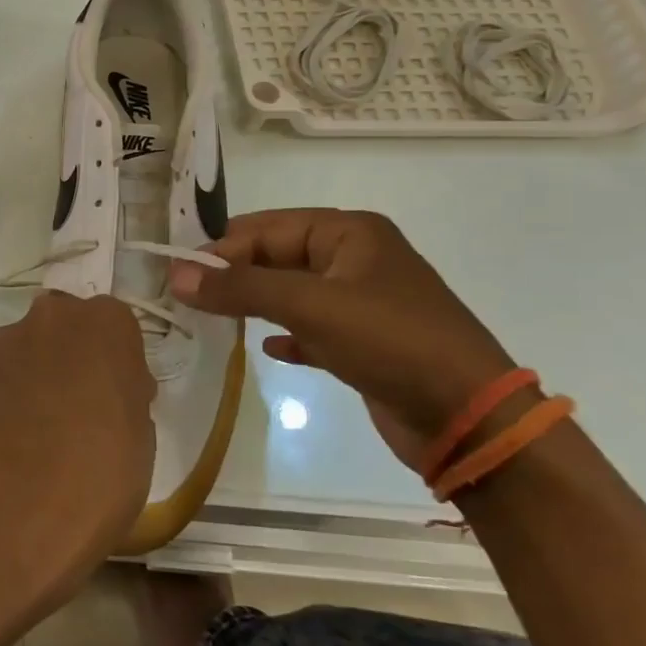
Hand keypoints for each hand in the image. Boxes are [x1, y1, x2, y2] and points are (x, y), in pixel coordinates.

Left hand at [0, 291, 155, 605]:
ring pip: (30, 351)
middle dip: (73, 356)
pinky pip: (3, 379)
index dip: (116, 359)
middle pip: (66, 328)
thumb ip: (125, 390)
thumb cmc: (104, 468)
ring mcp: (6, 345)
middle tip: (82, 406)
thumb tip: (110, 390)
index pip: (115, 325)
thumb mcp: (141, 430)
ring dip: (38, 374)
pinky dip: (11, 397)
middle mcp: (51, 317)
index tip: (118, 393)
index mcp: (105, 321)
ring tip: (45, 429)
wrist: (21, 508)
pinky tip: (17, 440)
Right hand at [169, 209, 514, 462]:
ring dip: (254, 304)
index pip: (267, 228)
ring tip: (212, 318)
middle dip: (235, 275)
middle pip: (277, 257)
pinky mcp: (364, 343)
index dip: (221, 248)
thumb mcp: (309, 306)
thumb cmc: (391, 341)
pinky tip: (267, 350)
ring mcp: (361, 302)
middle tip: (188, 297)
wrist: (470, 418)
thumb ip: (239, 288)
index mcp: (349, 232)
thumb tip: (175, 275)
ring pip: (291, 293)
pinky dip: (286, 336)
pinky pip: (311, 329)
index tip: (179, 275)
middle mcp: (354, 259)